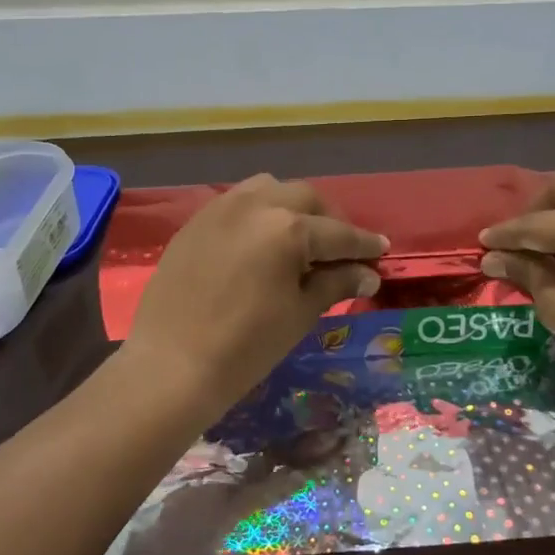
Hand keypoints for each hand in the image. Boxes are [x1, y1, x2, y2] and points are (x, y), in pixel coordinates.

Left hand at [122, 175, 387, 420]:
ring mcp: (221, 209)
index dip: (363, 244)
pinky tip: (261, 242)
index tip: (382, 250)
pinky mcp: (196, 221)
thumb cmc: (247, 346)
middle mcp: (256, 205)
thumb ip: (336, 283)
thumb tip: (368, 273)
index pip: (338, 233)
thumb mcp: (300, 313)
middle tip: (340, 249)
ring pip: (269, 190)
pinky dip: (259, 213)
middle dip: (329, 220)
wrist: (172, 364)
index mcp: (289, 228)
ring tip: (299, 238)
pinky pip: (237, 203)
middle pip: (306, 199)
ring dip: (292, 207)